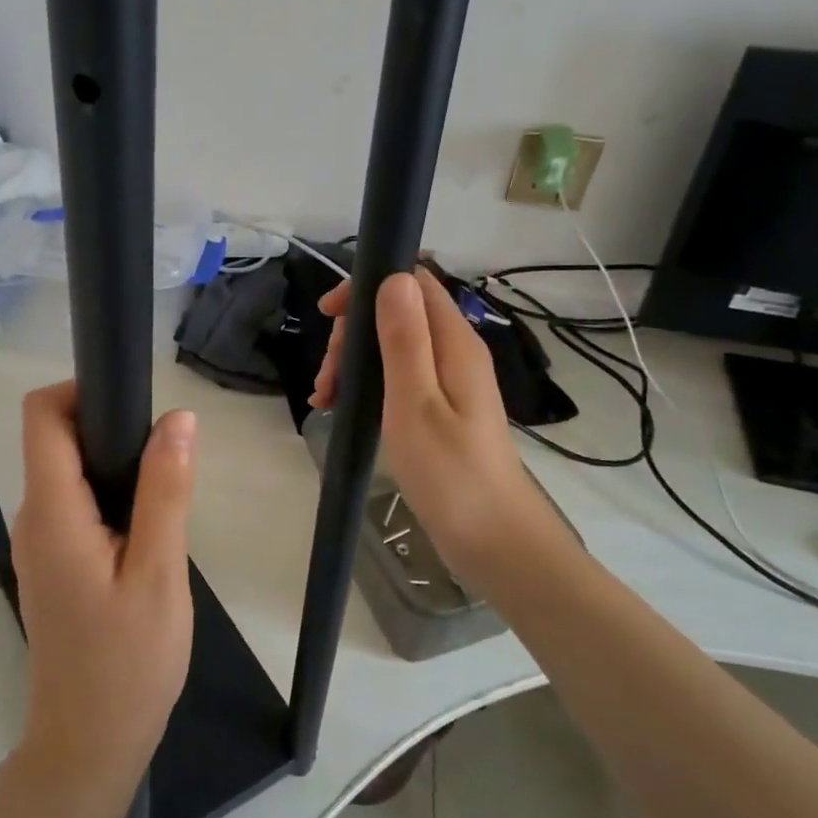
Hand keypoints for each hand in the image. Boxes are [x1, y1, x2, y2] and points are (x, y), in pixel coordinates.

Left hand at [10, 383, 195, 807]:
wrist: (89, 745)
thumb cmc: (128, 662)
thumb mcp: (159, 573)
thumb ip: (166, 491)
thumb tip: (178, 419)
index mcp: (51, 513)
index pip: (42, 417)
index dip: (81, 391)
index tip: (134, 402)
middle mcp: (33, 519)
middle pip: (55, 441)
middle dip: (108, 428)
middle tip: (168, 455)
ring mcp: (38, 545)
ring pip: (68, 474)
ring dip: (113, 466)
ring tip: (166, 491)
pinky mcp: (52, 565)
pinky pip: (74, 507)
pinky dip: (108, 497)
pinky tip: (147, 529)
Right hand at [309, 269, 581, 590]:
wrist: (492, 539)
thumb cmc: (450, 473)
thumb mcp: (415, 403)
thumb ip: (405, 340)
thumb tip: (394, 278)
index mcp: (455, 343)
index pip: (414, 282)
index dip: (368, 286)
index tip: (328, 315)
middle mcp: (454, 353)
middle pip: (398, 314)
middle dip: (352, 335)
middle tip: (327, 378)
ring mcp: (448, 382)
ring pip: (392, 347)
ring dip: (353, 363)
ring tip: (325, 399)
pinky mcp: (439, 409)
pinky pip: (397, 378)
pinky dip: (365, 385)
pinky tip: (339, 409)